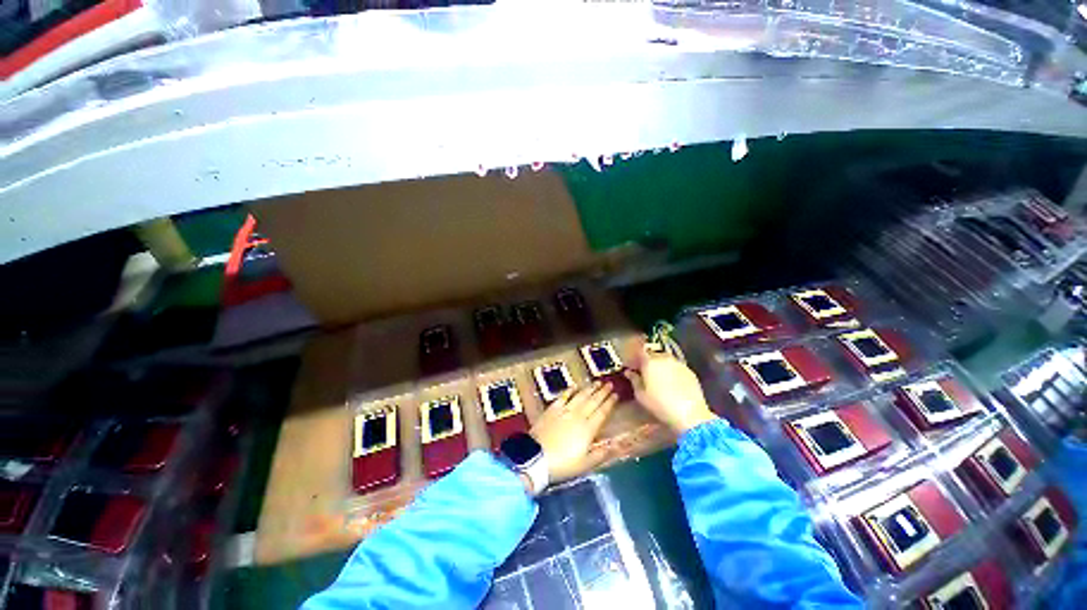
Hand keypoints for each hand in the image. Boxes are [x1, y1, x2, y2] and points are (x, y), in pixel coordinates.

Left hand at [530, 382, 618, 482]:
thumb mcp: (585, 464)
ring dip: (590, 389)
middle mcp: (578, 416)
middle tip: (609, 383)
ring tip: (597, 382)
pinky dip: (570, 390)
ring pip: (580, 396)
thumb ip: (601, 454)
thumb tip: (616, 446)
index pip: (602, 412)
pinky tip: (574, 386)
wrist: (536, 457)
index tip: (616, 394)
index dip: (610, 403)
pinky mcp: (552, 409)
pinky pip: (563, 396)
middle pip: (593, 401)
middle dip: (603, 392)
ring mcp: (565, 410)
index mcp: (588, 429)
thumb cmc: (562, 464)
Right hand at [625, 343, 716, 433]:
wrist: (690, 415)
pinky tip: (672, 383)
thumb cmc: (660, 405)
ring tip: (659, 379)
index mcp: (649, 362)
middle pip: (653, 355)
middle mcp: (664, 358)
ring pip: (665, 360)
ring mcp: (678, 363)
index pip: (639, 353)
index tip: (633, 367)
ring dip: (661, 366)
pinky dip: (672, 372)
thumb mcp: (641, 395)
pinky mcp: (690, 371)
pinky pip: (676, 367)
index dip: (635, 359)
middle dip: (648, 362)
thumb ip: (634, 380)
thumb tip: (629, 372)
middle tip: (645, 373)